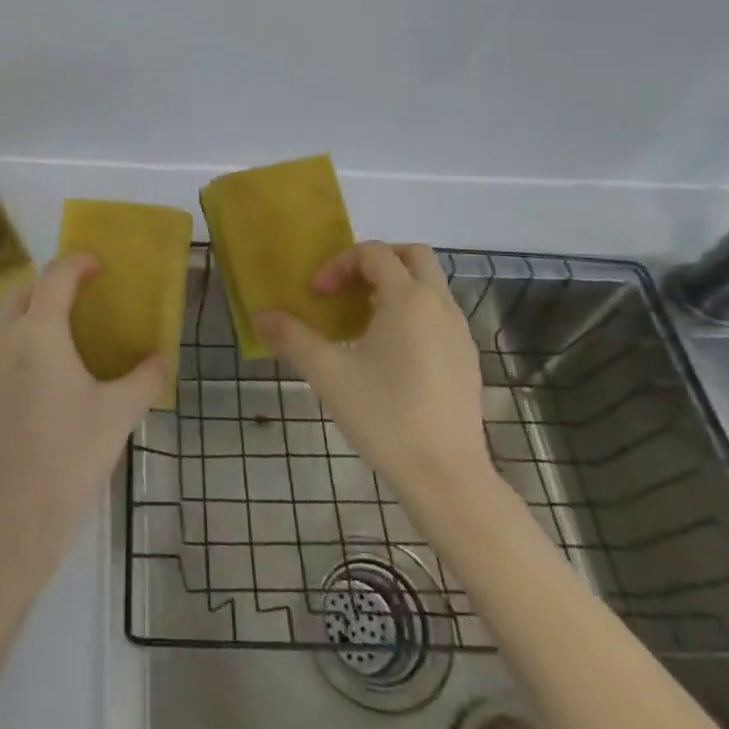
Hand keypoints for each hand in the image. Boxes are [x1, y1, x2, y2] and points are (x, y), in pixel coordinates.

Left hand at [0, 252, 168, 580]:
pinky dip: (13, 346)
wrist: (7, 522)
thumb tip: (162, 359)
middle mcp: (1, 340)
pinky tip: (34, 382)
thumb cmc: (68, 459)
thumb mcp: (117, 416)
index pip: (55, 276)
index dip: (77, 261)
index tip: (97, 264)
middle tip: (78, 300)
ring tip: (58, 340)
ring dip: (28, 315)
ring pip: (1, 322)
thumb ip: (145, 379)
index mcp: (38, 334)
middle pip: (20, 291)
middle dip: (48, 285)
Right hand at [259, 242, 491, 499]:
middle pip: (413, 256)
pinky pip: (438, 315)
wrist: (446, 476)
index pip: (373, 253)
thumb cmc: (384, 415)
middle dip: (376, 261)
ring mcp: (459, 332)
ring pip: (429, 286)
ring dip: (394, 288)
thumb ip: (293, 338)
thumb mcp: (328, 374)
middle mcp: (440, 305)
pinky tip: (389, 354)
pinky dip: (412, 313)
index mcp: (408, 298)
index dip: (338, 264)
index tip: (316, 295)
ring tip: (362, 323)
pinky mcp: (467, 359)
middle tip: (346, 289)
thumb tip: (262, 316)